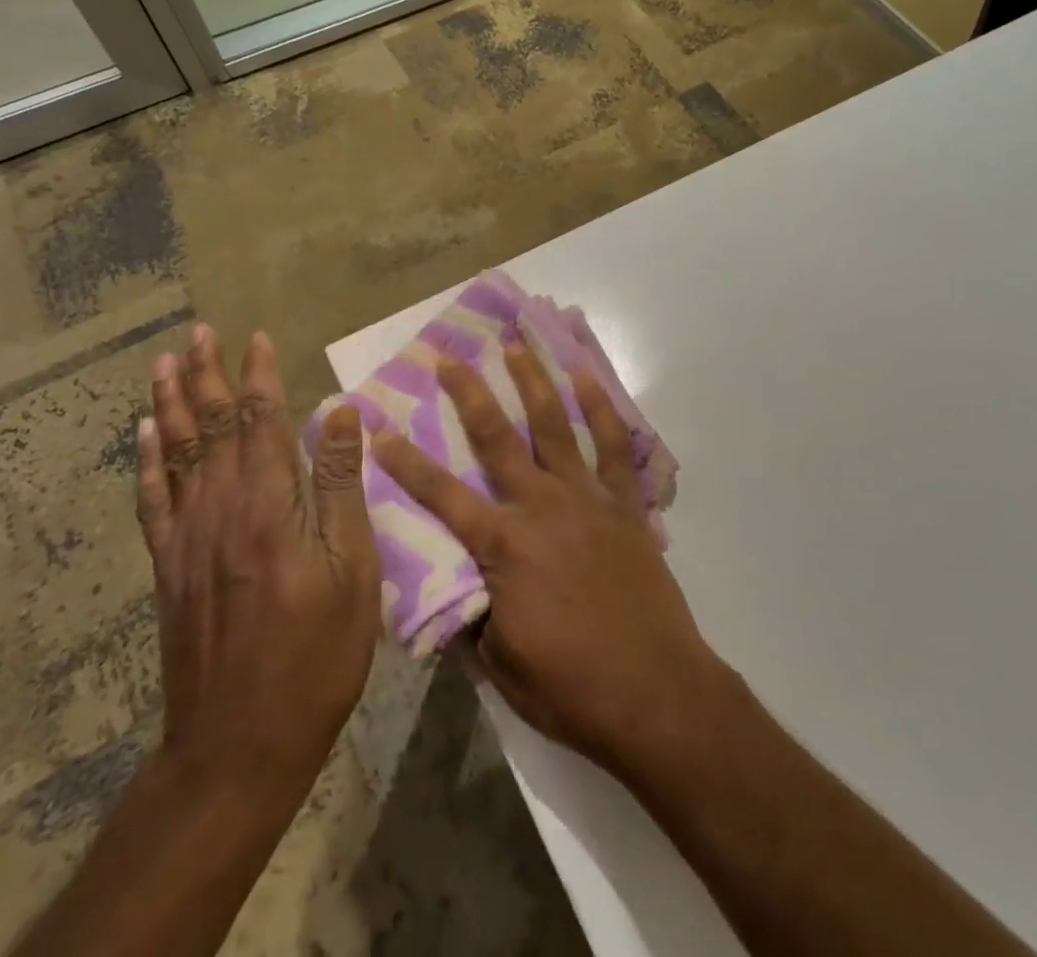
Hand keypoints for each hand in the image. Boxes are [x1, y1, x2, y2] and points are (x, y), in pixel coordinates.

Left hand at [136, 325, 380, 804]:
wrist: (239, 742)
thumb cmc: (317, 653)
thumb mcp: (353, 570)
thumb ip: (342, 487)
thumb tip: (339, 413)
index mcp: (269, 507)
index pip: (262, 423)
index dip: (258, 377)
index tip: (255, 337)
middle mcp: (220, 510)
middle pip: (211, 428)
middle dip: (207, 376)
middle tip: (197, 333)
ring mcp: (187, 540)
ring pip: (176, 455)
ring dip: (171, 404)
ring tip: (164, 364)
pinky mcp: (169, 569)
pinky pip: (153, 501)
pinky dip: (147, 462)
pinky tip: (145, 435)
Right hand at [371, 341, 727, 775]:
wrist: (655, 691)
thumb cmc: (572, 687)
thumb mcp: (500, 666)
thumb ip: (469, 617)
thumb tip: (446, 587)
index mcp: (504, 547)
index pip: (442, 497)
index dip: (407, 464)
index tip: (381, 429)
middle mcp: (542, 506)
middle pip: (497, 439)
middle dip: (469, 395)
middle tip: (450, 359)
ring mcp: (588, 498)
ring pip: (555, 425)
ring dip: (533, 382)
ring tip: (516, 345)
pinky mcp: (626, 503)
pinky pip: (614, 445)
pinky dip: (601, 408)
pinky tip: (588, 378)